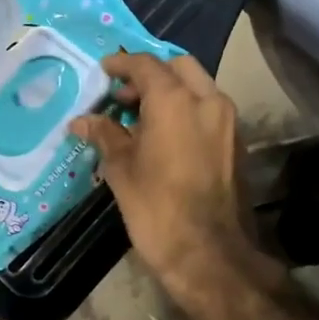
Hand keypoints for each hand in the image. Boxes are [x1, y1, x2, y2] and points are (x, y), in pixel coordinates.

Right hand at [69, 54, 260, 300]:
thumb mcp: (121, 168)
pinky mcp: (236, 143)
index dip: (120, 64)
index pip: (145, 64)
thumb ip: (104, 134)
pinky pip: (208, 110)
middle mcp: (207, 100)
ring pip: (197, 87)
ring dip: (170, 92)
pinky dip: (186, 110)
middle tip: (123, 97)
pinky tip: (163, 137)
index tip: (102, 72)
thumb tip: (82, 121)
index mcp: (175, 100)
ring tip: (140, 119)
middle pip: (178, 67)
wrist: (210, 255)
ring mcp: (227, 122)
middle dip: (150, 74)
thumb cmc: (157, 207)